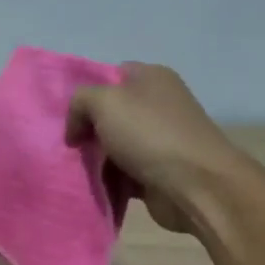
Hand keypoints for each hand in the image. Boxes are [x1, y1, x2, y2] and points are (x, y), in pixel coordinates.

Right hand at [67, 63, 243, 233]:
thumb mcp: (104, 102)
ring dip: (95, 161)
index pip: (110, 76)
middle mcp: (158, 105)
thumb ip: (80, 102)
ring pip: (113, 147)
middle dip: (87, 131)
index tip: (69, 117)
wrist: (195, 184)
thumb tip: (77, 128)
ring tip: (75, 172)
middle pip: (109, 115)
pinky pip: (122, 174)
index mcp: (151, 78)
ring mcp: (159, 139)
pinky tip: (93, 187)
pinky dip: (108, 181)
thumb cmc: (150, 134)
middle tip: (69, 147)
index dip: (86, 94)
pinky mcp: (158, 171)